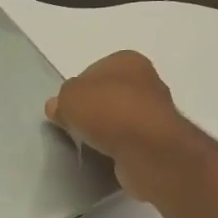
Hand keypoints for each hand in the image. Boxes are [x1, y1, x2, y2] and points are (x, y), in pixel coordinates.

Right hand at [46, 50, 199, 202]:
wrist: (147, 149)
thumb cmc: (108, 111)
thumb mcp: (70, 98)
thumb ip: (61, 100)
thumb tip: (57, 107)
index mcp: (128, 60)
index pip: (95, 71)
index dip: (78, 90)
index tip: (67, 109)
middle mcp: (147, 81)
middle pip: (109, 95)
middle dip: (93, 111)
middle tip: (75, 128)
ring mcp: (156, 112)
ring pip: (121, 119)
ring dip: (107, 131)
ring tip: (90, 145)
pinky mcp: (160, 140)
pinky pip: (130, 141)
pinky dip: (119, 148)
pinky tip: (107, 156)